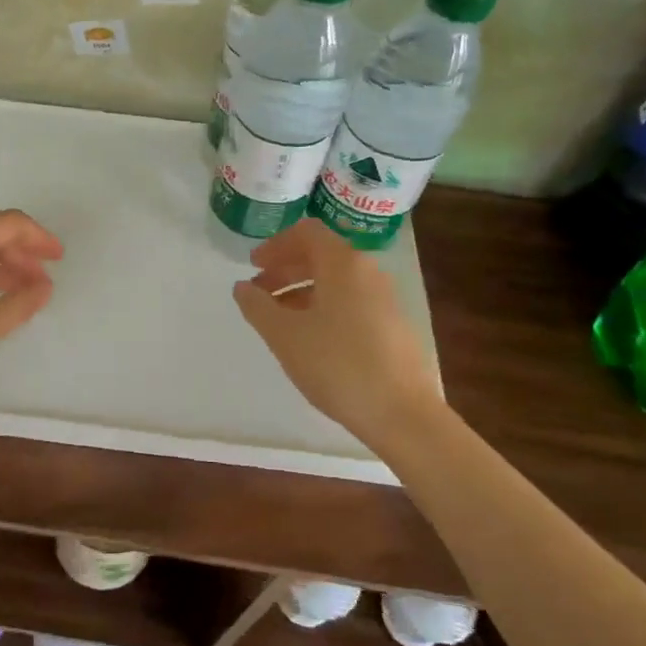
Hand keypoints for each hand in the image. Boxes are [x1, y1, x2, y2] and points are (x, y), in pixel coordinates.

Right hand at [232, 220, 441, 448]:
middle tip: (258, 291)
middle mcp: (368, 272)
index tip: (253, 265)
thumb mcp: (285, 336)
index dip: (275, 244)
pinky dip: (323, 306)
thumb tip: (242, 288)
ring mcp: (385, 299)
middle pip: (321, 255)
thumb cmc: (337, 365)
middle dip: (285, 268)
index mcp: (343, 264)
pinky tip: (309, 338)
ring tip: (278, 319)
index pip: (306, 232)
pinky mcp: (392, 325)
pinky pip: (351, 301)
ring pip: (336, 280)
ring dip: (302, 290)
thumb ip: (258, 306)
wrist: (402, 413)